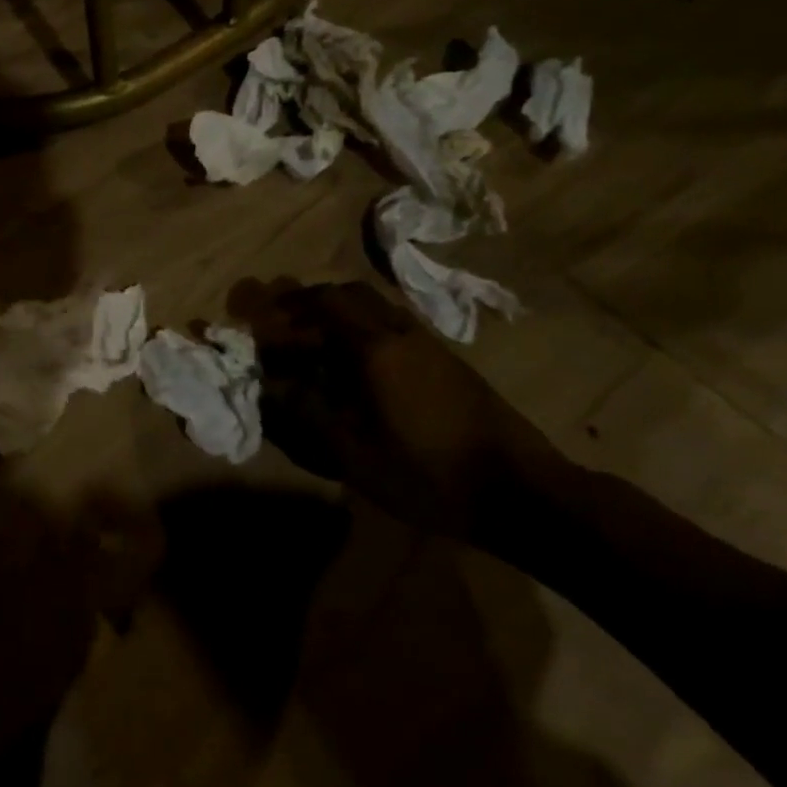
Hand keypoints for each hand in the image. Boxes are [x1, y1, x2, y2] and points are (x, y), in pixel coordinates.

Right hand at [247, 281, 555, 540]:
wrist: (523, 492)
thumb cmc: (430, 474)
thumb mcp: (355, 455)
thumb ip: (308, 414)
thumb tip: (273, 384)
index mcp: (376, 349)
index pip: (324, 303)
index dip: (289, 305)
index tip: (263, 317)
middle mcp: (402, 333)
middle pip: (351, 295)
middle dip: (313, 302)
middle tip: (287, 324)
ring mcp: (430, 344)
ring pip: (376, 308)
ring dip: (341, 314)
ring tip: (317, 343)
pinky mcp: (448, 361)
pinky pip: (395, 326)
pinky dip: (365, 329)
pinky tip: (359, 364)